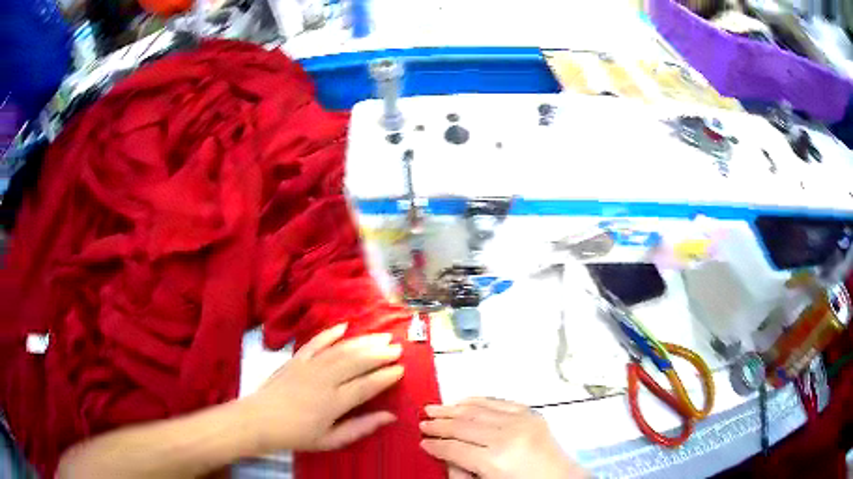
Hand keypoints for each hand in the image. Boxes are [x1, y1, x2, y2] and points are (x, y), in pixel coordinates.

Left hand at [240, 323, 403, 452]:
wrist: (259, 420)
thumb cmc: (297, 435)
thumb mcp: (331, 440)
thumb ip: (361, 428)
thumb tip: (390, 417)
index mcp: (333, 402)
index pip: (366, 385)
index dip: (385, 376)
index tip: (401, 369)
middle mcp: (324, 379)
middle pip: (356, 362)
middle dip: (379, 353)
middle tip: (397, 347)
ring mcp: (308, 366)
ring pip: (341, 349)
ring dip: (363, 342)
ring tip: (381, 336)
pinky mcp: (296, 359)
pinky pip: (315, 342)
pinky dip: (330, 333)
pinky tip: (344, 326)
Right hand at [420, 398, 587, 478]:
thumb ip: (462, 471)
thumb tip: (444, 455)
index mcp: (495, 460)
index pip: (454, 448)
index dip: (435, 445)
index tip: (421, 442)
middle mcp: (507, 436)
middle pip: (463, 425)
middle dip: (439, 423)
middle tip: (422, 421)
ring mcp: (522, 422)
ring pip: (478, 409)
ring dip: (453, 408)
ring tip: (434, 408)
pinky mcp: (531, 414)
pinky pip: (499, 402)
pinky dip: (478, 400)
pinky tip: (463, 401)